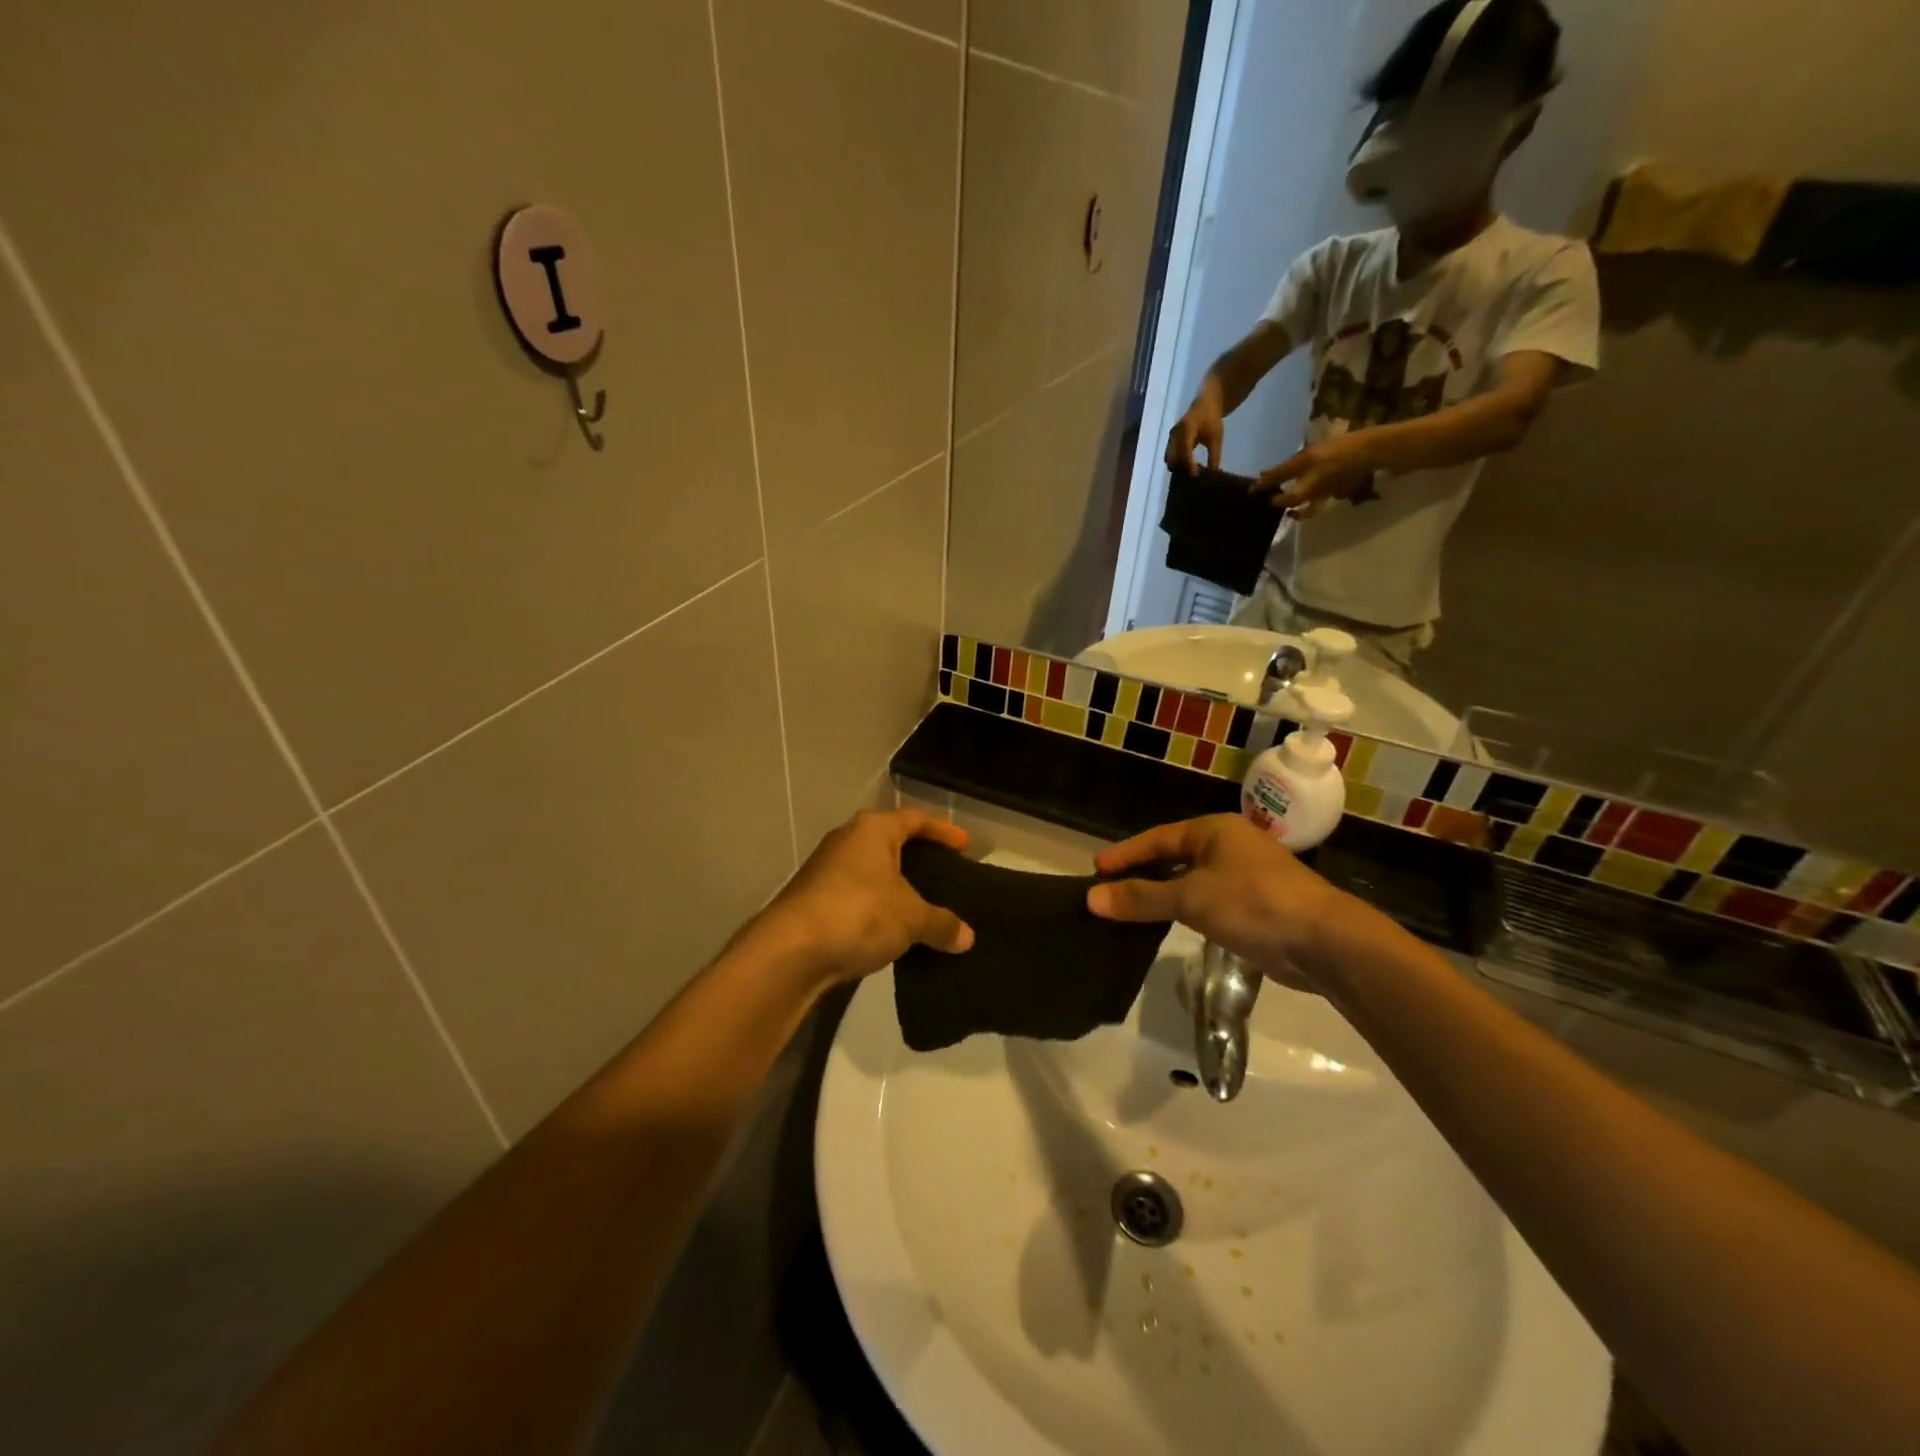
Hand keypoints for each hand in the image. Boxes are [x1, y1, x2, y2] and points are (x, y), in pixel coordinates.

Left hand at [753, 810, 975, 990]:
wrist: (790, 950)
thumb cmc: (859, 913)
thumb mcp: (911, 918)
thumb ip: (941, 923)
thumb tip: (967, 937)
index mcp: (872, 830)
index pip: (915, 820)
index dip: (943, 831)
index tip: (965, 845)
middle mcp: (846, 840)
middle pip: (890, 842)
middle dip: (917, 857)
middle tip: (944, 874)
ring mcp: (825, 869)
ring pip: (871, 871)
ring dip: (894, 886)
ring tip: (922, 905)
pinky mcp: (813, 899)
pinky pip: (856, 896)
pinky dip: (876, 907)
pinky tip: (891, 929)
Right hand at [1085, 815, 1356, 989]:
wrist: (1324, 941)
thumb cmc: (1254, 904)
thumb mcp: (1191, 898)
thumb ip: (1142, 898)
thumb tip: (1091, 898)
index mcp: (1214, 830)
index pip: (1158, 838)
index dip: (1126, 854)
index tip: (1096, 870)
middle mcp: (1229, 846)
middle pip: (1173, 856)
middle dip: (1142, 873)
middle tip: (1109, 889)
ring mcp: (1245, 875)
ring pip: (1191, 880)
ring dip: (1162, 894)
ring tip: (1130, 909)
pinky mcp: (1256, 905)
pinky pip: (1207, 901)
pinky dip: (1184, 909)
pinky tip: (1170, 925)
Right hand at [1165, 389, 1225, 473]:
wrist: (1205, 404)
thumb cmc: (1212, 420)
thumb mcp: (1216, 437)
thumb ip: (1214, 455)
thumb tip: (1214, 473)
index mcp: (1187, 429)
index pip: (1184, 450)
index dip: (1188, 464)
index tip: (1195, 475)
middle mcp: (1175, 433)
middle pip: (1172, 457)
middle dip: (1181, 468)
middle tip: (1192, 478)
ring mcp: (1171, 437)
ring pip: (1169, 457)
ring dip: (1178, 467)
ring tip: (1189, 474)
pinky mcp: (1170, 440)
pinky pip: (1170, 455)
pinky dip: (1176, 462)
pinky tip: (1186, 468)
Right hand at [1256, 435, 1377, 518]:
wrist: (1377, 451)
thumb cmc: (1342, 464)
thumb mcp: (1314, 482)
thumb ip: (1294, 495)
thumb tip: (1274, 503)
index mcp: (1300, 460)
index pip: (1275, 474)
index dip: (1262, 483)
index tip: (1250, 493)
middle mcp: (1310, 462)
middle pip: (1290, 479)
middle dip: (1280, 491)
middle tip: (1269, 502)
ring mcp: (1326, 467)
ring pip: (1306, 486)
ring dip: (1299, 499)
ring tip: (1293, 512)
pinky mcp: (1340, 474)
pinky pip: (1322, 489)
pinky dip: (1316, 499)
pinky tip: (1315, 506)